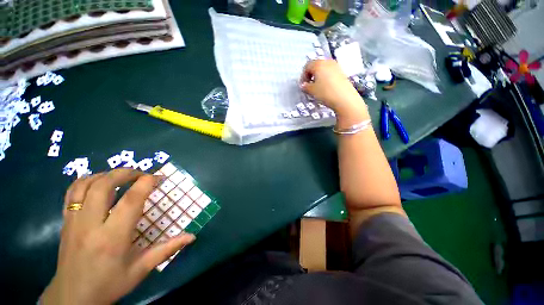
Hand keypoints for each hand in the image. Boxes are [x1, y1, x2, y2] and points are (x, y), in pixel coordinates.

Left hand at [41, 169, 195, 304]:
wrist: (72, 298)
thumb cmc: (109, 284)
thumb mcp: (141, 269)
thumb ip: (167, 249)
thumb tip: (192, 237)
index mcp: (112, 238)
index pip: (131, 200)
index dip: (146, 183)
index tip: (158, 178)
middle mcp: (90, 225)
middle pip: (103, 185)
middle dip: (126, 173)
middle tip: (142, 174)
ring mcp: (74, 222)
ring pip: (85, 185)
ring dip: (106, 175)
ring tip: (121, 177)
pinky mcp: (65, 222)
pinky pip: (72, 192)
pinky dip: (87, 181)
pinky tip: (98, 184)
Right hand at [300, 60, 367, 117]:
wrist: (344, 98)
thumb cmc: (326, 92)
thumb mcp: (312, 91)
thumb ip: (306, 86)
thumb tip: (303, 85)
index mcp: (318, 64)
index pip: (307, 66)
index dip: (303, 76)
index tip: (302, 85)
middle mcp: (327, 61)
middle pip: (316, 65)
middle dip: (310, 75)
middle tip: (308, 85)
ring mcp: (336, 66)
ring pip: (323, 69)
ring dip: (318, 76)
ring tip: (317, 87)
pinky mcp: (342, 72)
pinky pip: (330, 72)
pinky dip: (325, 78)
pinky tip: (325, 87)